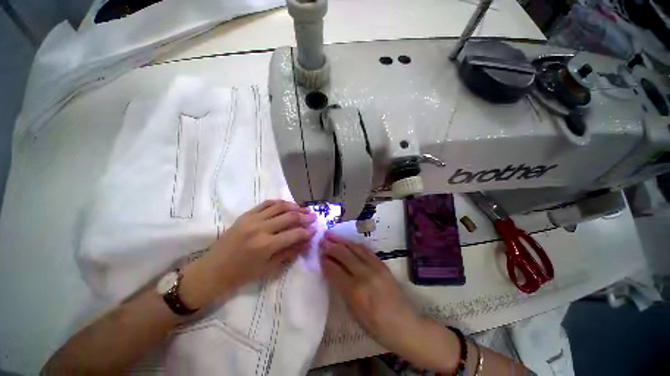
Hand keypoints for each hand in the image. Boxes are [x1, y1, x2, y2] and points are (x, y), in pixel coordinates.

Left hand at [181, 200, 316, 308]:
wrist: (212, 270)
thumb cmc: (241, 275)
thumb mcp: (269, 268)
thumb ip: (290, 252)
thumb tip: (306, 242)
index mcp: (265, 245)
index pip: (294, 234)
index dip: (307, 231)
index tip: (315, 229)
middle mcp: (260, 228)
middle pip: (289, 217)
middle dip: (304, 216)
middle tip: (314, 216)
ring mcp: (251, 219)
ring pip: (279, 206)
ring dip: (294, 206)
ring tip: (304, 209)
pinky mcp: (245, 214)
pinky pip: (266, 203)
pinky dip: (279, 202)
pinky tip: (287, 205)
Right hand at [320, 233, 459, 372]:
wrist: (406, 325)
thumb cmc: (377, 327)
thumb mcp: (354, 313)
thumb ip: (342, 290)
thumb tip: (333, 273)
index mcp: (355, 292)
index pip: (335, 270)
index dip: (325, 261)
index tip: (319, 255)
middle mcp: (364, 275)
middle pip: (343, 254)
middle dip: (330, 246)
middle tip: (321, 240)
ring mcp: (375, 267)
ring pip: (354, 248)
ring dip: (341, 240)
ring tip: (331, 235)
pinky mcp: (382, 264)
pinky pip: (365, 250)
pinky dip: (354, 244)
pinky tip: (348, 241)